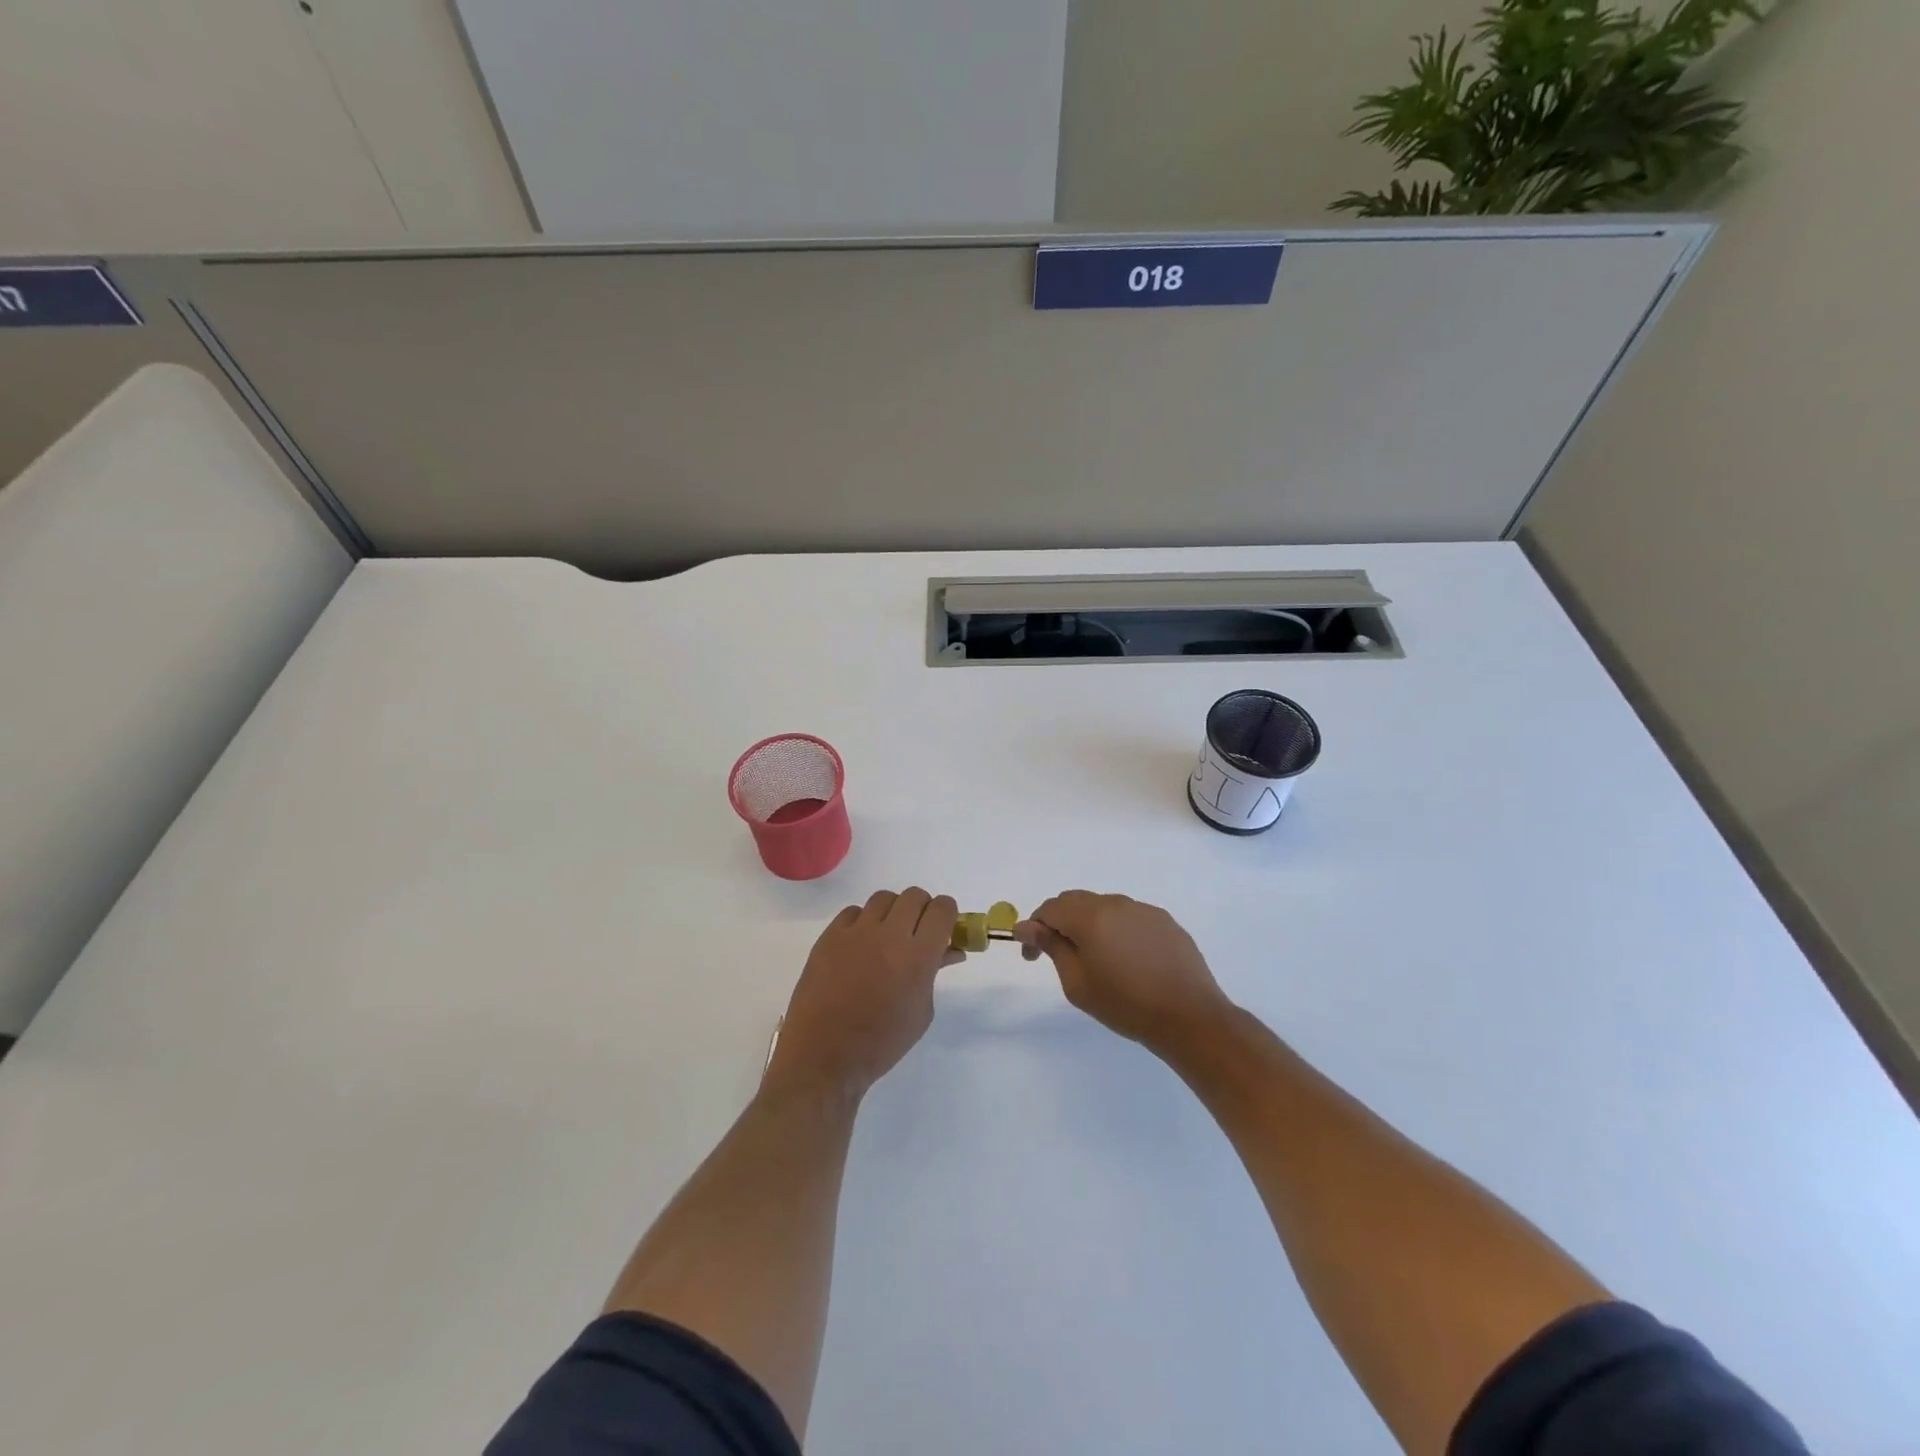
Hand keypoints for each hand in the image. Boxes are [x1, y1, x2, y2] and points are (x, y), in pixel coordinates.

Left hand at [763, 889, 962, 1100]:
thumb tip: (948, 950)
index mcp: (918, 957)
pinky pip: (853, 912)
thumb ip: (934, 972)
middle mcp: (888, 936)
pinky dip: (863, 922)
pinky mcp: (829, 936)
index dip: (948, 913)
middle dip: (922, 910)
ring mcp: (856, 933)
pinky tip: (860, 945)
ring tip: (887, 937)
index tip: (945, 926)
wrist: (825, 1057)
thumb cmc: (882, 1043)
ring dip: (893, 912)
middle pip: (914, 896)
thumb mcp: (921, 1012)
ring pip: (884, 898)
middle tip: (918, 932)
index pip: (942, 909)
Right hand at [1014, 892, 1233, 1055]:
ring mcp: (1144, 910)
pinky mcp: (1165, 921)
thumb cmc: (1125, 1004)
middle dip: (1060, 923)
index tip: (1032, 956)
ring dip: (1090, 926)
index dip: (1034, 928)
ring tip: (1096, 960)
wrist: (1189, 1017)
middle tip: (1057, 955)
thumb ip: (1051, 947)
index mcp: (1091, 916)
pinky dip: (1117, 931)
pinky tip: (1126, 960)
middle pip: (1076, 902)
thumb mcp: (1077, 983)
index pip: (1050, 908)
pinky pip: (1130, 918)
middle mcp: (1116, 903)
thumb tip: (1026, 926)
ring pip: (1104, 908)